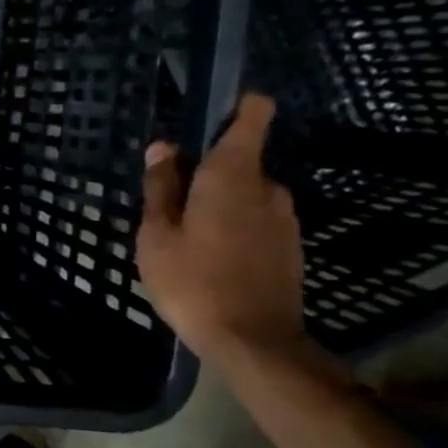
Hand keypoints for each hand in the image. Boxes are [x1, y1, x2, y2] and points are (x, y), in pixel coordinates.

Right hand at [136, 92, 304, 362]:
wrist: (253, 341)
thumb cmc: (193, 281)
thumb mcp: (157, 235)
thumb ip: (160, 188)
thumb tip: (163, 147)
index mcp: (230, 176)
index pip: (251, 117)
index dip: (235, 106)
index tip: (210, 114)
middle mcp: (267, 187)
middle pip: (235, 162)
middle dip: (204, 176)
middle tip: (169, 210)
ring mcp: (284, 218)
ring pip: (244, 195)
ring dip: (217, 206)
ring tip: (185, 241)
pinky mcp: (290, 245)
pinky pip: (255, 221)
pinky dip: (232, 229)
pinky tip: (210, 261)